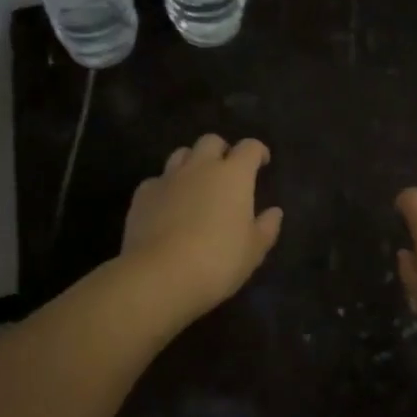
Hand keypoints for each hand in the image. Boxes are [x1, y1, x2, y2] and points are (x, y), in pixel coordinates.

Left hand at [121, 135, 283, 316]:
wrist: (159, 275)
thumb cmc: (218, 260)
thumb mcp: (253, 250)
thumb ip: (266, 227)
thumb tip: (274, 212)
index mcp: (234, 175)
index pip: (249, 148)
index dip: (258, 151)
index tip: (262, 162)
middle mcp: (201, 167)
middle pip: (211, 141)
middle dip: (221, 150)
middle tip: (226, 171)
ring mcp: (168, 178)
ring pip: (181, 154)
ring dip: (191, 163)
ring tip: (195, 184)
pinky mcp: (142, 195)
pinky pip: (157, 180)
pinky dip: (165, 187)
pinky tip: (167, 206)